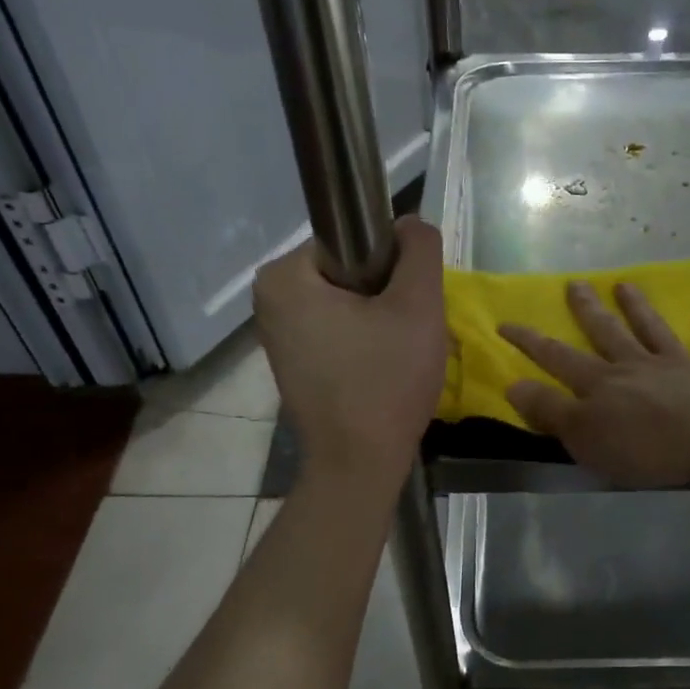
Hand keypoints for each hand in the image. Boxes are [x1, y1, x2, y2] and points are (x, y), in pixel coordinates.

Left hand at [253, 217, 446, 483]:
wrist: (359, 464)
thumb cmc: (385, 382)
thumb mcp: (418, 306)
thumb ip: (420, 250)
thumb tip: (411, 224)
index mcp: (285, 275)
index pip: (354, 241)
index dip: (393, 268)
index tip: (406, 306)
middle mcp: (269, 299)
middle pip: (351, 272)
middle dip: (386, 296)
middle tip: (406, 333)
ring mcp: (277, 334)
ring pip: (348, 303)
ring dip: (379, 320)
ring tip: (395, 354)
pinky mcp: (292, 362)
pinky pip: (338, 331)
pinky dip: (364, 342)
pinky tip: (379, 370)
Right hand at [500, 281, 689, 487]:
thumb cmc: (645, 446)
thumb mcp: (584, 437)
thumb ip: (550, 410)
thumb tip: (513, 384)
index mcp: (601, 384)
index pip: (557, 357)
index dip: (530, 342)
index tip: (506, 323)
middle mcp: (635, 367)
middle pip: (606, 333)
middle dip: (587, 310)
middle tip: (575, 284)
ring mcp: (675, 368)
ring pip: (652, 331)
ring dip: (638, 308)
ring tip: (625, 285)